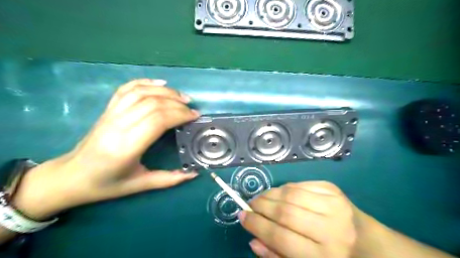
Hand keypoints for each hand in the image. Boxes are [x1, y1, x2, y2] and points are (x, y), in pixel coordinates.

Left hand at [12, 78, 199, 219]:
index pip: (158, 120)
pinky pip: (126, 89)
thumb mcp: (139, 185)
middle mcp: (118, 126)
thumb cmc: (106, 184)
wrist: (70, 176)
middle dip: (177, 103)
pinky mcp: (108, 109)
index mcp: (127, 147)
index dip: (180, 114)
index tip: (195, 116)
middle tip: (192, 108)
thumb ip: (169, 179)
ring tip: (182, 96)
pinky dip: (145, 82)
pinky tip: (160, 83)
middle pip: (153, 104)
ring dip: (165, 91)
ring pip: (141, 92)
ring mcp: (111, 114)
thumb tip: (193, 174)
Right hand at [239, 181, 357, 257]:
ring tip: (261, 198)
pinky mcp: (333, 190)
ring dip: (270, 194)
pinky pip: (300, 184)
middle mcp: (331, 229)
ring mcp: (334, 205)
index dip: (257, 225)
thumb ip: (277, 256)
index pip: (280, 237)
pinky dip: (285, 188)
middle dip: (261, 206)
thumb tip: (253, 240)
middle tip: (250, 205)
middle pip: (285, 212)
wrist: (368, 243)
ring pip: (291, 194)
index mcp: (324, 257)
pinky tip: (280, 194)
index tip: (242, 216)